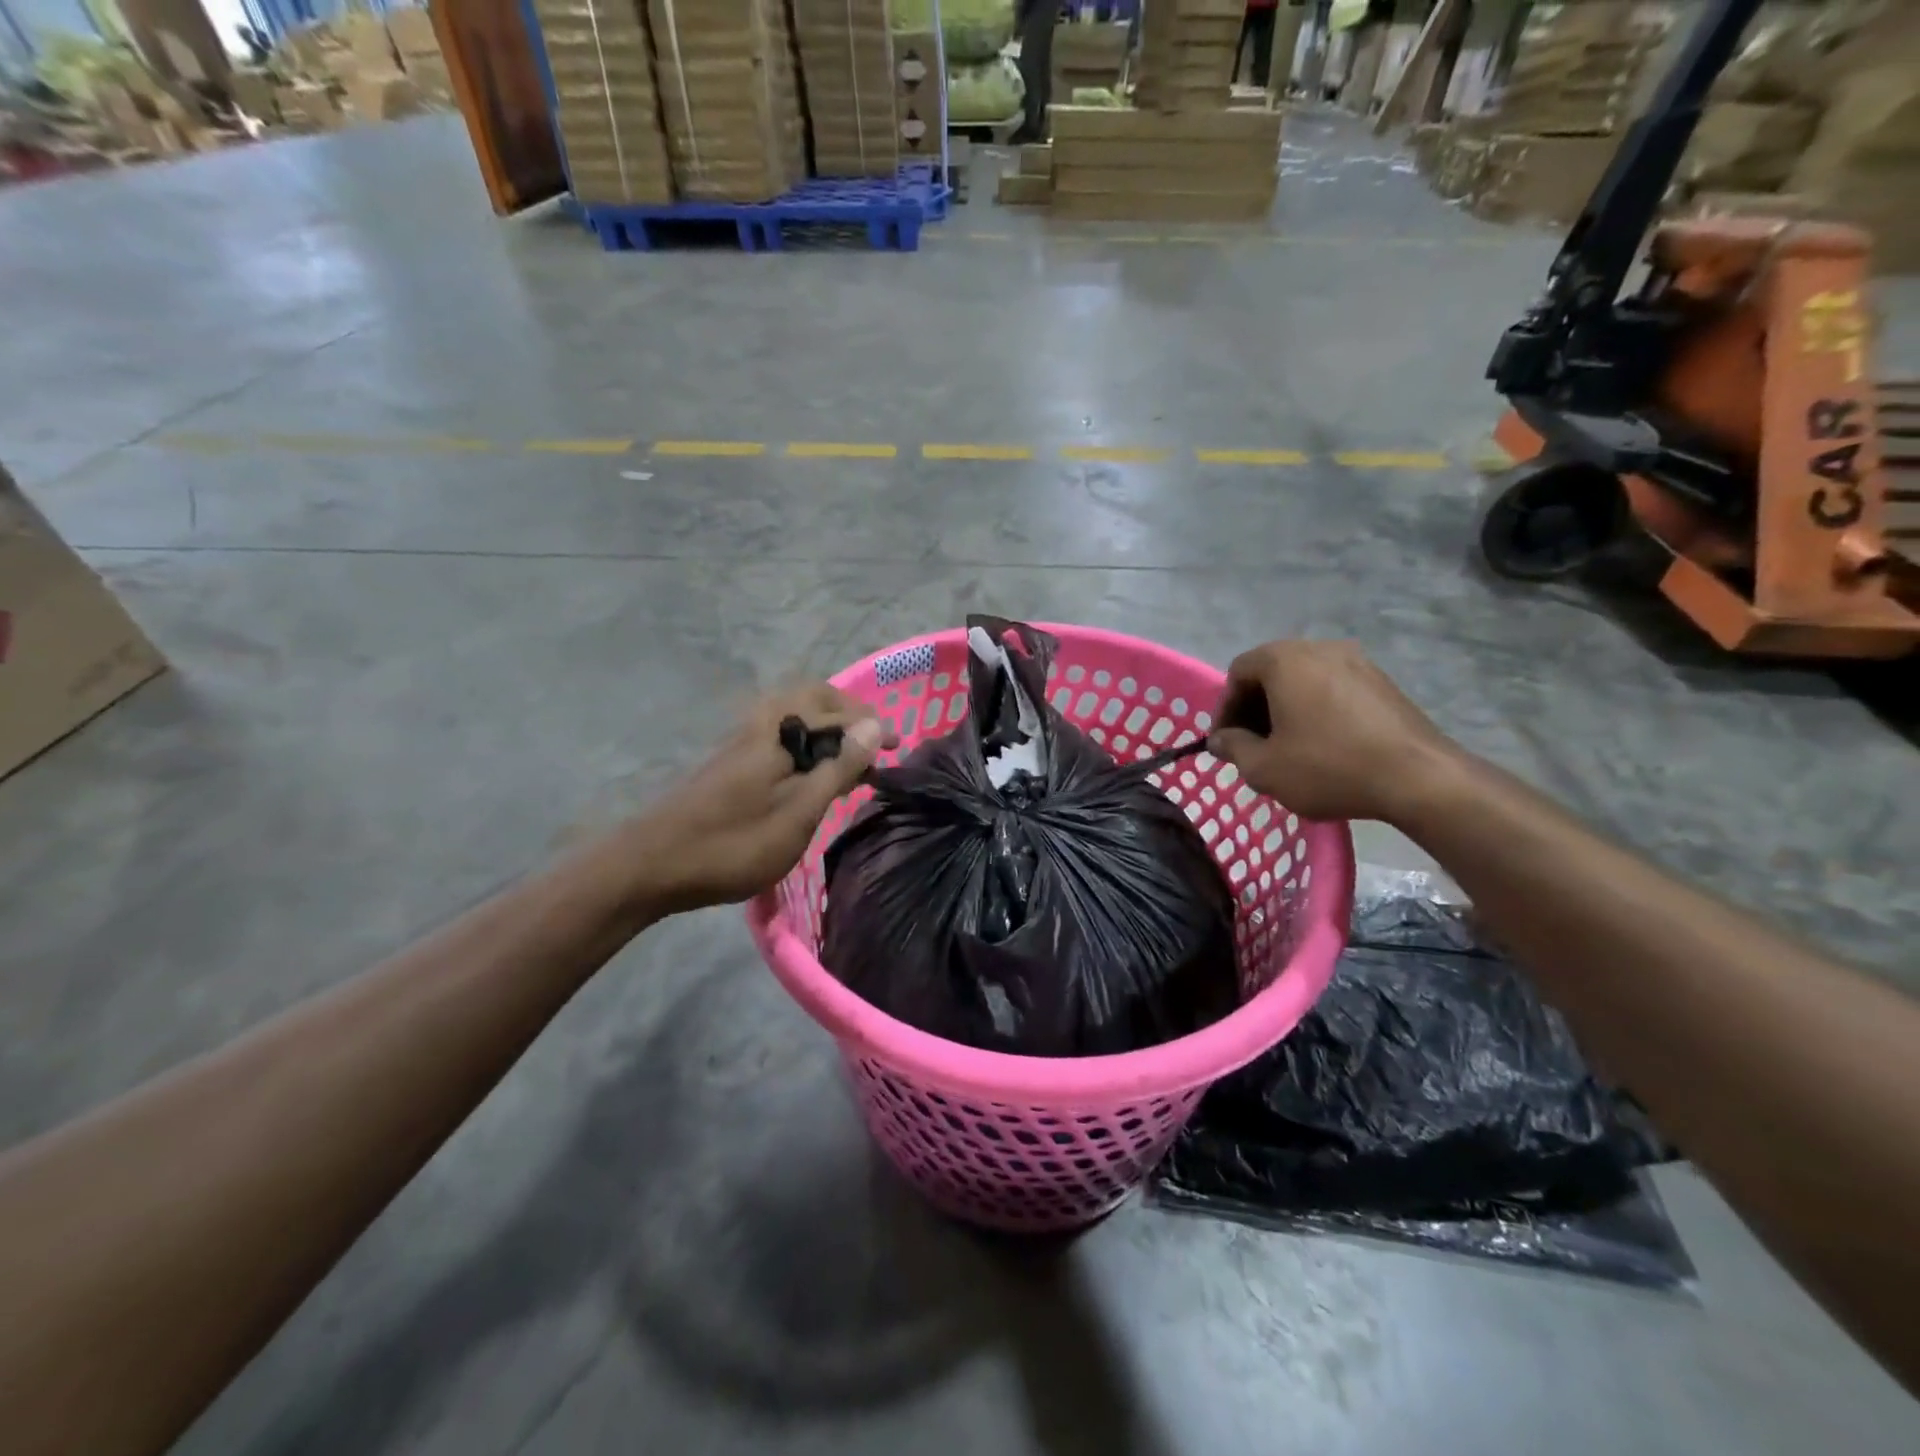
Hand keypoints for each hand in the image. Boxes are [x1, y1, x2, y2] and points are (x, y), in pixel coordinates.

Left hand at [619, 684, 895, 915]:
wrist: (653, 865)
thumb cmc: (735, 843)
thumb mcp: (799, 811)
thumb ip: (839, 766)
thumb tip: (875, 725)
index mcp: (780, 730)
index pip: (838, 712)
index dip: (872, 726)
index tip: (898, 748)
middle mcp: (760, 724)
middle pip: (811, 697)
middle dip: (847, 712)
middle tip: (871, 741)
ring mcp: (742, 741)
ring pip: (793, 716)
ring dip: (826, 728)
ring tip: (848, 760)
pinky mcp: (731, 762)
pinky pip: (779, 735)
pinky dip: (806, 743)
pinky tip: (812, 775)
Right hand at [1207, 641, 1456, 822]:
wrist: (1418, 778)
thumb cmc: (1328, 767)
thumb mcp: (1264, 767)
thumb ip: (1233, 748)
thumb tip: (1220, 739)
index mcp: (1285, 660)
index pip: (1238, 672)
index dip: (1225, 708)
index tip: (1226, 742)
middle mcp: (1321, 648)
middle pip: (1271, 672)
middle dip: (1255, 708)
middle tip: (1251, 746)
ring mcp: (1358, 661)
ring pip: (1304, 681)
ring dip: (1286, 710)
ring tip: (1286, 748)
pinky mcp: (1383, 682)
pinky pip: (1333, 689)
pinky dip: (1316, 710)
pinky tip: (1322, 745)